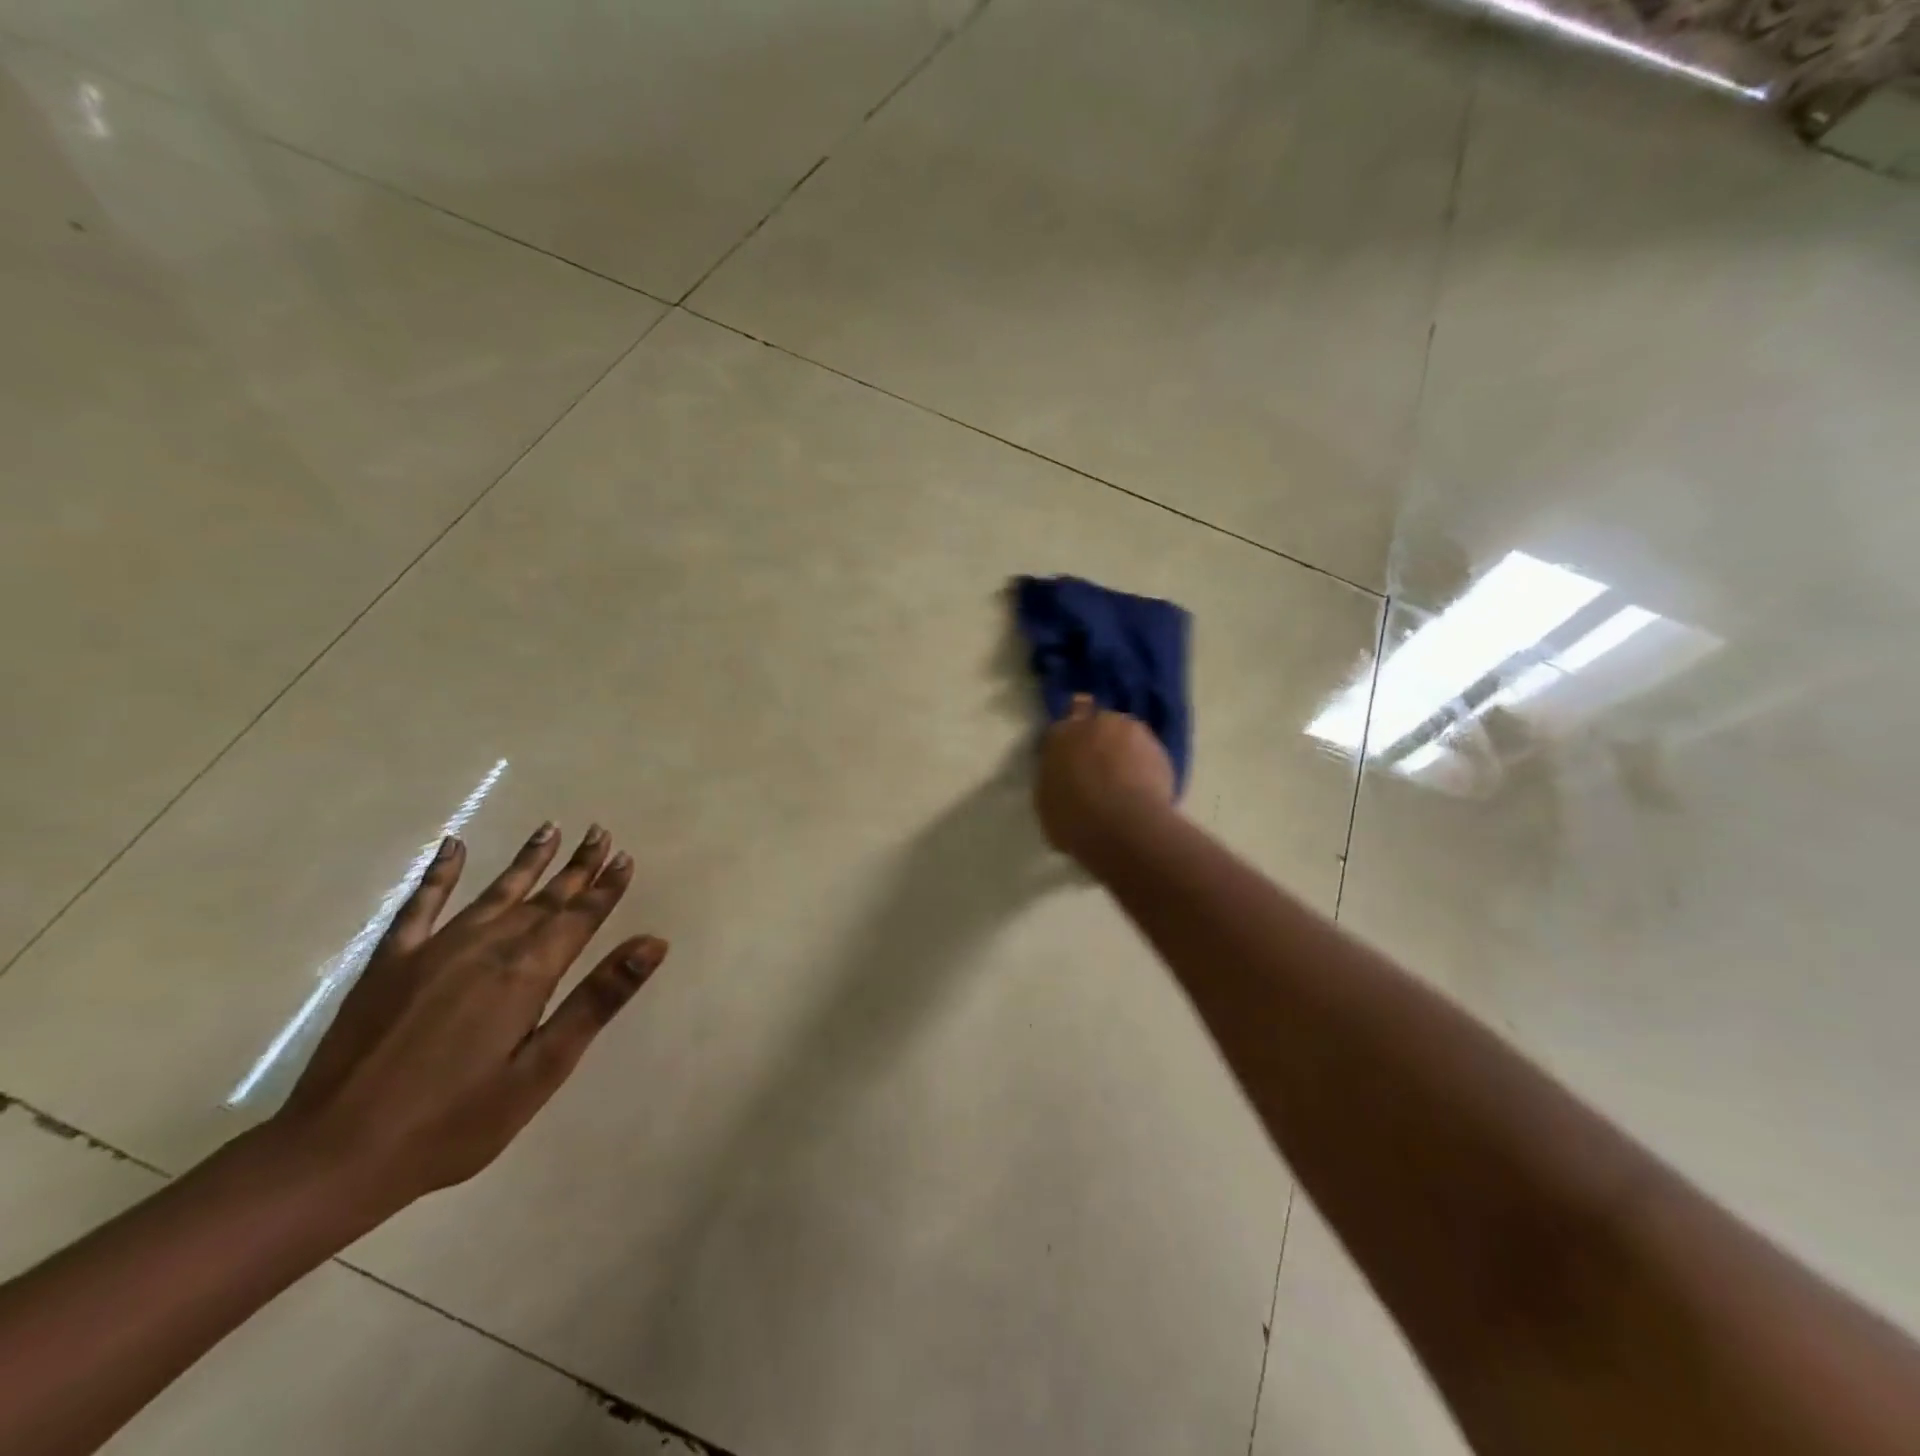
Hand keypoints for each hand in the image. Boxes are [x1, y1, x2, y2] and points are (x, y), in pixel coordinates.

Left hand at [271, 823, 667, 1212]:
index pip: (578, 918)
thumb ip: (597, 1000)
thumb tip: (651, 943)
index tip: (625, 857)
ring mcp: (433, 951)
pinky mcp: (390, 964)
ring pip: (495, 893)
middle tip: (600, 832)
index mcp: (525, 974)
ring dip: (527, 861)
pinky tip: (453, 847)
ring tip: (550, 828)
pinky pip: (420, 905)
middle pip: (543, 899)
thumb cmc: (454, 1123)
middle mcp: (486, 948)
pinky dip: (439, 874)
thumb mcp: (542, 1070)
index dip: (605, 888)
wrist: (334, 1157)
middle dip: (576, 867)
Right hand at [1036, 695, 1175, 862]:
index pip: (1061, 728)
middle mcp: (1096, 723)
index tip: (1069, 758)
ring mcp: (1131, 732)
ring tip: (1124, 780)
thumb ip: (1054, 777)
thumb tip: (1063, 774)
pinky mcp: (1160, 748)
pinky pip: (1147, 753)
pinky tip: (1143, 789)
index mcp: (1061, 735)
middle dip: (1097, 740)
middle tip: (1097, 769)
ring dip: (1123, 749)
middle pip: (1096, 724)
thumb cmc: (1074, 820)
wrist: (1126, 829)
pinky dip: (1144, 765)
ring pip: (1125, 735)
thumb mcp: (1047, 801)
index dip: (1067, 742)